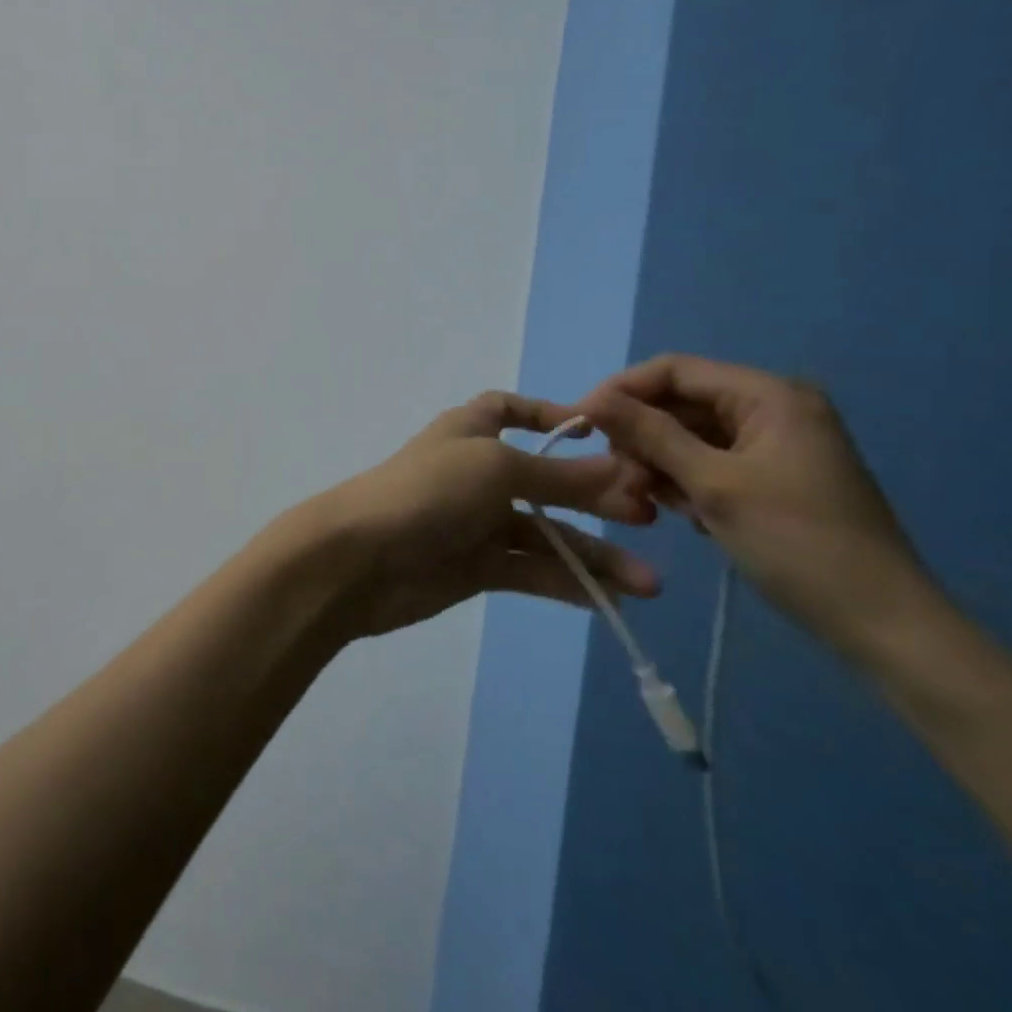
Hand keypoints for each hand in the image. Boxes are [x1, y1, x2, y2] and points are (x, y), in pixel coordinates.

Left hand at [280, 391, 661, 640]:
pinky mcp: (475, 566)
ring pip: (546, 534)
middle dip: (596, 497)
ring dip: (594, 556)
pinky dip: (565, 583)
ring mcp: (475, 520)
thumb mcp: (499, 469)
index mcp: (471, 430)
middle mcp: (476, 471)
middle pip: (546, 479)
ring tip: (648, 585)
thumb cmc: (429, 491)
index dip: (550, 416)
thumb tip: (626, 471)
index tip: (600, 434)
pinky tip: (606, 602)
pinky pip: (530, 570)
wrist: (361, 558)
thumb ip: (563, 476)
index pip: (509, 410)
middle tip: (650, 519)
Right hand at [582, 354, 937, 656]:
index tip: (581, 424)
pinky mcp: (771, 477)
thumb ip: (649, 434)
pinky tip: (676, 512)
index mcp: (768, 395)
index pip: (673, 370)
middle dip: (640, 435)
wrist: (886, 628)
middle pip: (679, 402)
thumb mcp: (713, 485)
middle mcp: (771, 408)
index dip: (622, 390)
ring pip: (688, 435)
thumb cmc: (799, 545)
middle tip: (616, 478)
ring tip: (643, 503)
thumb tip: (591, 400)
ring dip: (657, 463)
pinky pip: (709, 462)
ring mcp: (773, 444)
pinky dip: (683, 481)